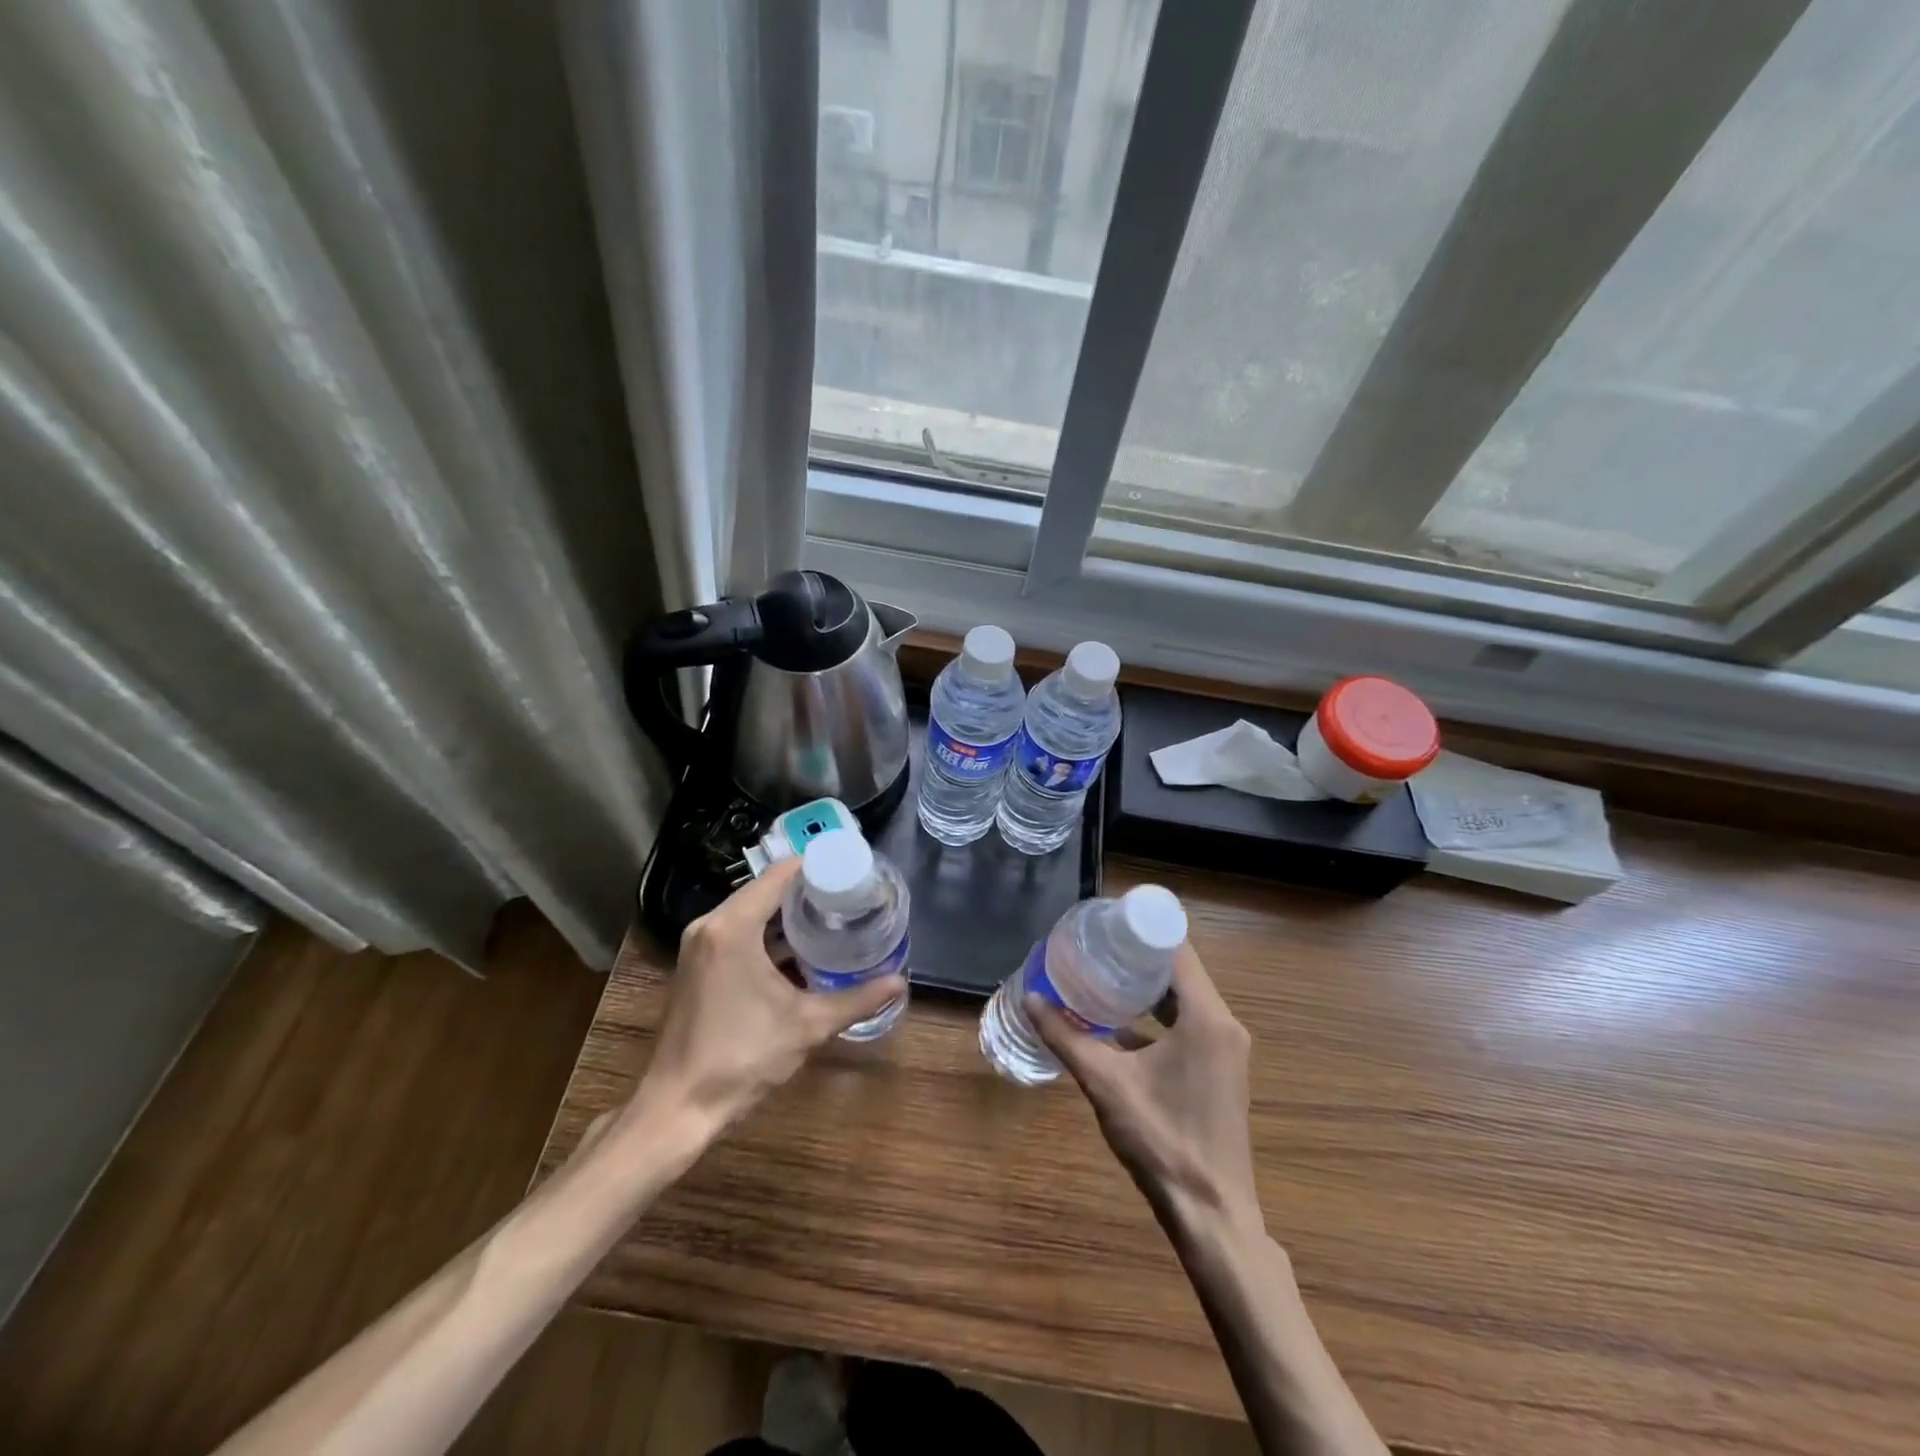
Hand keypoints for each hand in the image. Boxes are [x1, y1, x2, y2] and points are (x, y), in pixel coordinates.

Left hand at [635, 860, 904, 1133]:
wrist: (678, 1107)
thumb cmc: (742, 1058)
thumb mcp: (807, 1025)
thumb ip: (857, 1000)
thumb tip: (900, 983)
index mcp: (733, 927)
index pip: (780, 874)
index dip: (817, 866)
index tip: (852, 871)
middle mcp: (711, 925)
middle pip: (765, 889)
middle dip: (808, 890)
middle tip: (850, 896)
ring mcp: (699, 945)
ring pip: (751, 911)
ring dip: (787, 913)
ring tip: (833, 917)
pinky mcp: (697, 965)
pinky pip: (738, 932)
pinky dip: (768, 933)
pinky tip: (800, 949)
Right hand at [1029, 943, 1260, 1236]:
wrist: (1212, 1214)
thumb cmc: (1161, 1140)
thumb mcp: (1106, 1083)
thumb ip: (1066, 1037)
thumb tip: (1031, 999)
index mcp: (1206, 1017)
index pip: (1177, 949)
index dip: (1142, 930)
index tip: (1106, 922)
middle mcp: (1224, 1024)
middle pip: (1180, 971)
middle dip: (1138, 957)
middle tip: (1095, 947)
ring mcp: (1227, 1049)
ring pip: (1186, 999)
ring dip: (1147, 987)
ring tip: (1101, 976)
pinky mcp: (1222, 1070)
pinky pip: (1190, 1024)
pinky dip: (1159, 1016)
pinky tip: (1119, 1023)